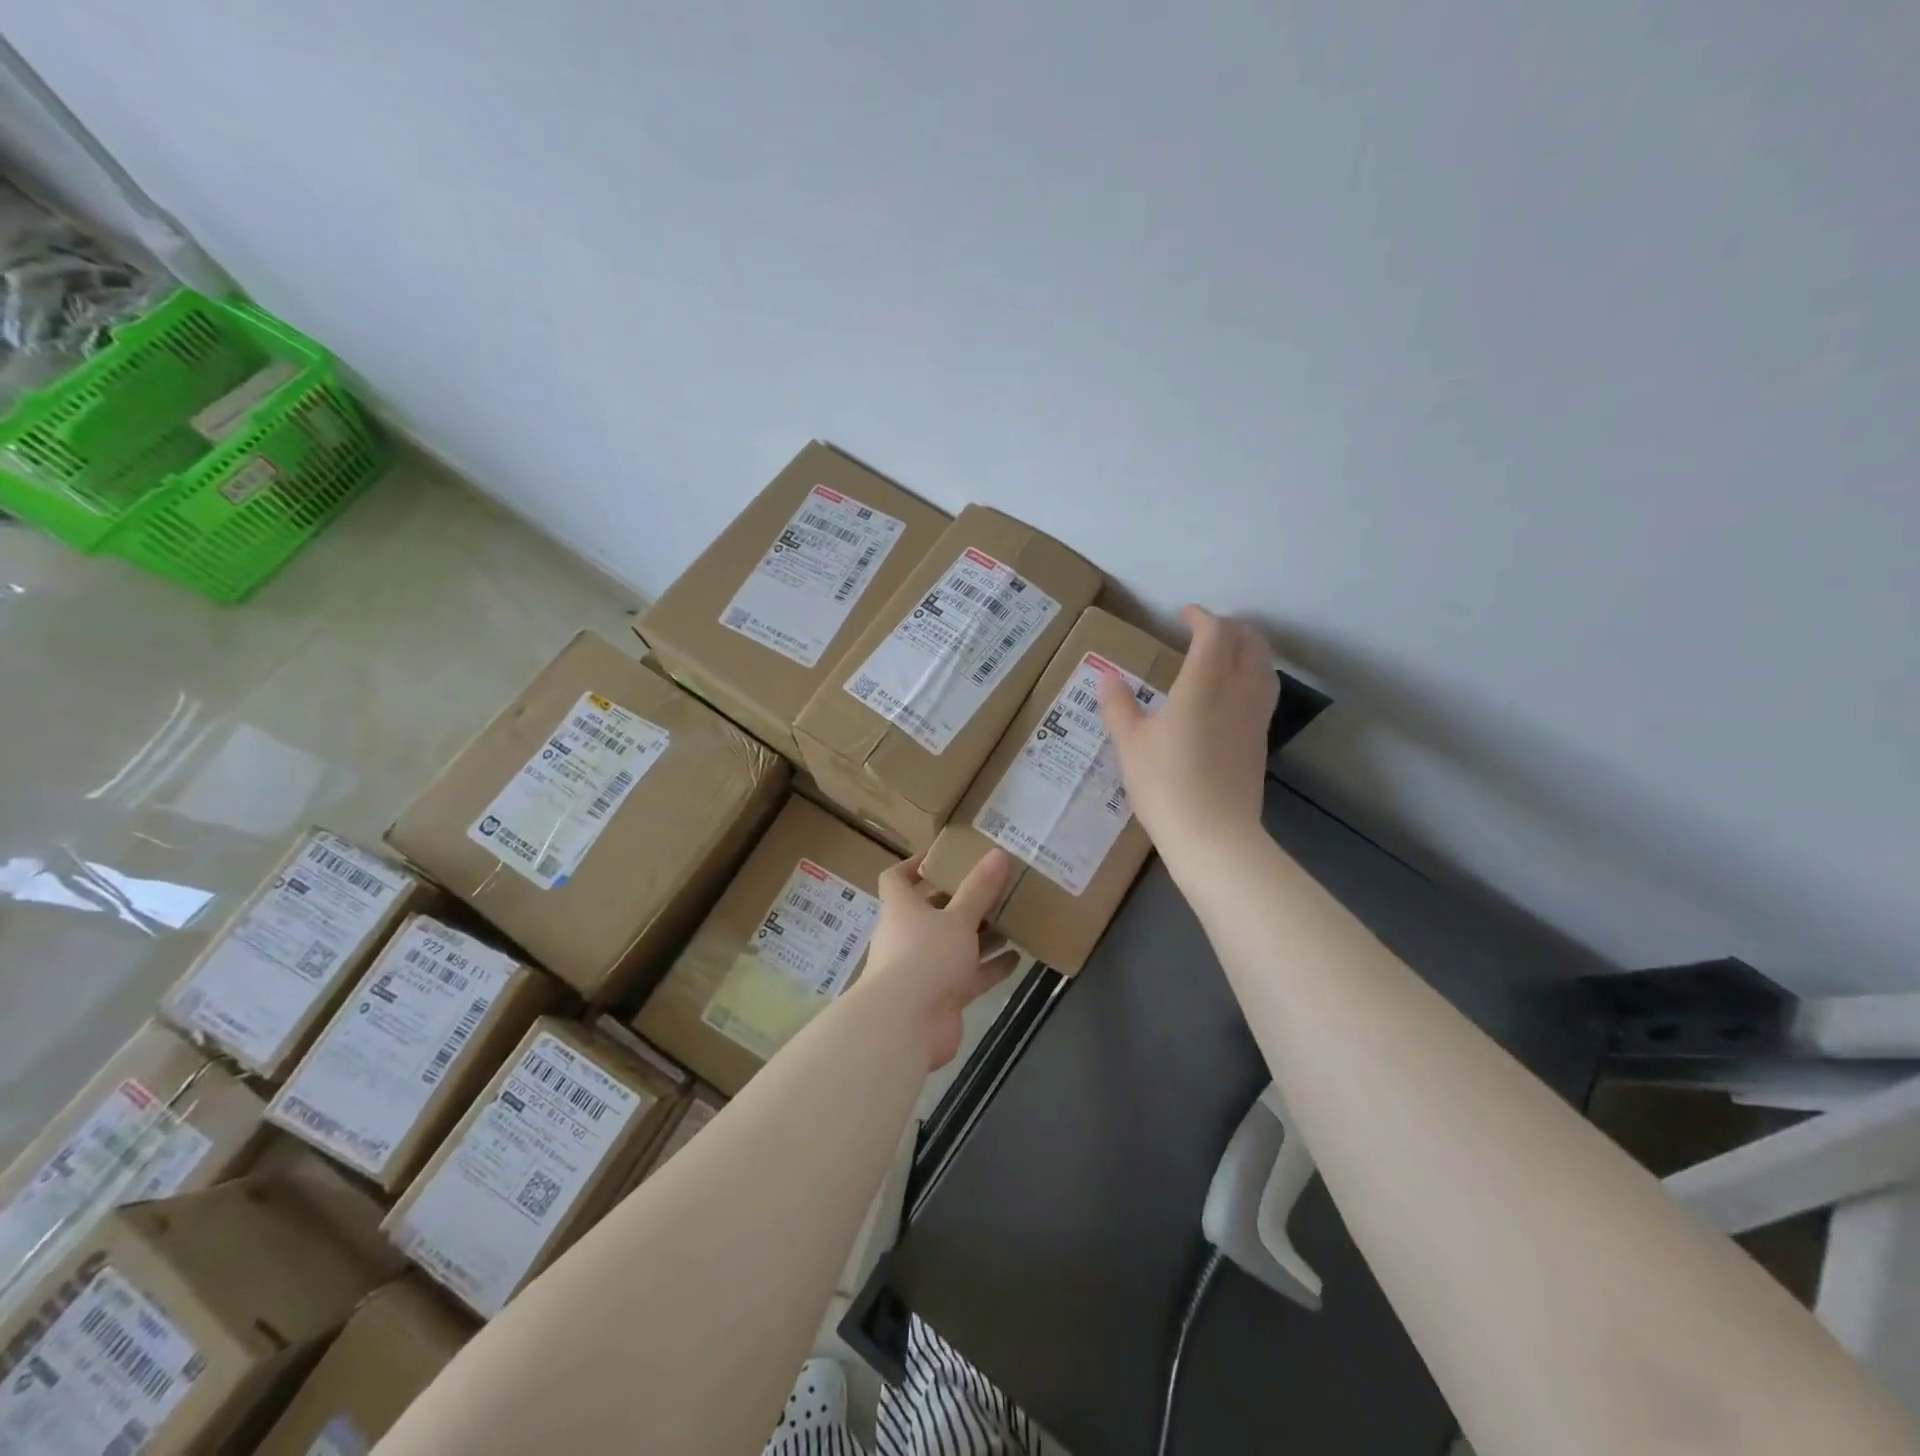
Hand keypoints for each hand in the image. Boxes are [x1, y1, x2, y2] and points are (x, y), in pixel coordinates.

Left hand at [861, 850, 1022, 1069]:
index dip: (914, 865)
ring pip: (955, 945)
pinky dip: (990, 968)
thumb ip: (979, 889)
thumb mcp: (957, 918)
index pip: (896, 879)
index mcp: (901, 908)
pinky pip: (969, 976)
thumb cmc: (925, 956)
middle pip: (933, 912)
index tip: (942, 856)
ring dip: (981, 935)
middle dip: (962, 902)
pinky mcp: (942, 997)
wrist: (906, 1025)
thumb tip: (998, 854)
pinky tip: (1018, 958)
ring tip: (1012, 919)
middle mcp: (908, 936)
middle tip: (994, 887)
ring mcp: (924, 969)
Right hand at [1098, 605, 1276, 854]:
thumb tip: (1106, 677)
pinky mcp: (1260, 740)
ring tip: (1225, 653)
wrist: (1213, 835)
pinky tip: (1231, 692)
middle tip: (1205, 628)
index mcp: (1204, 683)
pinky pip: (1264, 691)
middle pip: (1249, 643)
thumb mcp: (1130, 743)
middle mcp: (1237, 691)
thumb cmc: (1165, 783)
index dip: (1200, 617)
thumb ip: (1118, 705)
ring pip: (1264, 666)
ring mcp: (1255, 716)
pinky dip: (1252, 674)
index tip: (1182, 614)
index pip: (1214, 633)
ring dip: (1247, 649)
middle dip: (1230, 627)